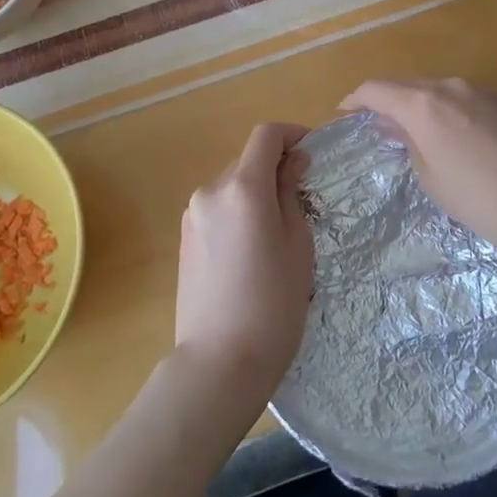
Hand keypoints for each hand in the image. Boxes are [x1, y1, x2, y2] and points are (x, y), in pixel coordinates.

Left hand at [174, 122, 313, 408]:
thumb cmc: (272, 304)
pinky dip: (238, 213)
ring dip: (256, 193)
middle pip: (248, 161)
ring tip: (278, 234)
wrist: (219, 362)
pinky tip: (251, 252)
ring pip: (232, 187)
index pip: (266, 135)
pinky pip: (218, 210)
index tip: (312, 152)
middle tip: (303, 202)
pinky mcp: (184, 239)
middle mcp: (211, 191)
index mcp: (242, 187)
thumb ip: (291, 194)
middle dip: (276, 170)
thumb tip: (290, 162)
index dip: (292, 134)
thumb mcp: (297, 245)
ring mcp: (192, 215)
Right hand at [340, 77, 496, 274]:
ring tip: (424, 138)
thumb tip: (400, 128)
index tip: (345, 112)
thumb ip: (412, 147)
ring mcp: (488, 91)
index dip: (356, 99)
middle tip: (382, 130)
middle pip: (410, 87)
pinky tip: (465, 143)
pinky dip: (455, 116)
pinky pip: (471, 102)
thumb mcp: (436, 183)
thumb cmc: (489, 202)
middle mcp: (453, 87)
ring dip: (426, 110)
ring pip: (443, 94)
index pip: (377, 90)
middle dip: (391, 104)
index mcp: (425, 105)